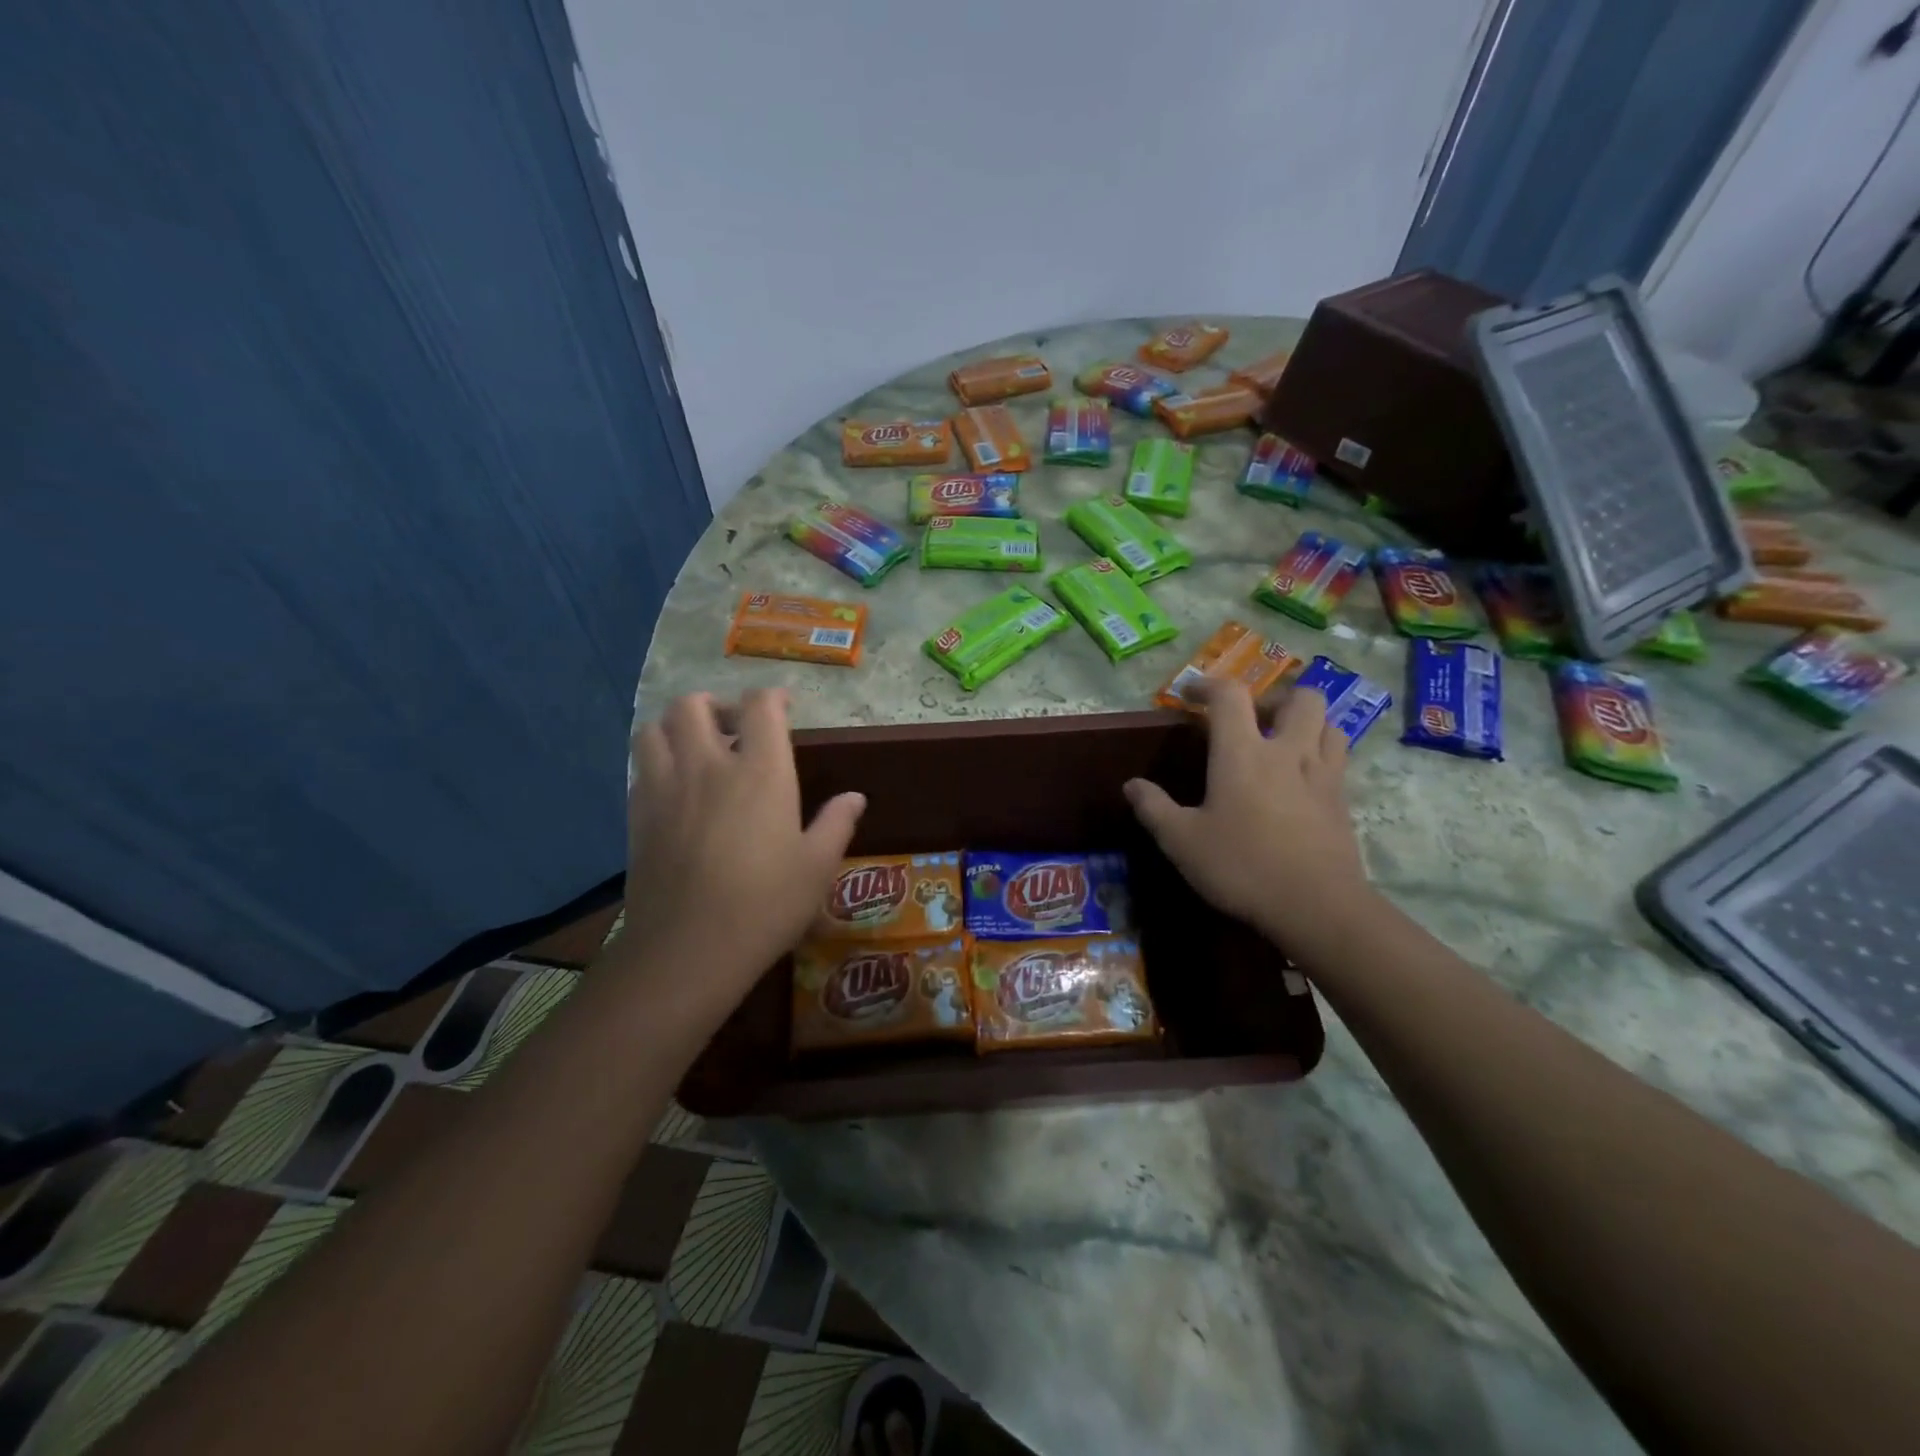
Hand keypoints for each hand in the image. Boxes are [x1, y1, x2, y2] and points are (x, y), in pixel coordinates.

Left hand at [624, 689, 863, 1007]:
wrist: (688, 949)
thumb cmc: (765, 905)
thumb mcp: (817, 867)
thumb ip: (836, 824)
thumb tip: (855, 798)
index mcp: (760, 771)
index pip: (760, 706)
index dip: (772, 697)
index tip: (784, 707)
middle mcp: (708, 765)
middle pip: (694, 704)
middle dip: (716, 705)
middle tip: (735, 729)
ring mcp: (665, 787)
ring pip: (655, 728)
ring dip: (677, 727)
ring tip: (698, 750)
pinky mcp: (638, 814)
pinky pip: (640, 767)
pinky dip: (658, 761)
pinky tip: (676, 788)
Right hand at [1123, 678, 1368, 942]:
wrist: (1315, 906)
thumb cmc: (1241, 866)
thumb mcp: (1182, 842)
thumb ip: (1154, 808)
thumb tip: (1132, 785)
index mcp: (1242, 753)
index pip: (1229, 695)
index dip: (1208, 685)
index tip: (1190, 694)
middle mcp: (1287, 751)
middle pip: (1299, 698)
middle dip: (1274, 698)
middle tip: (1252, 720)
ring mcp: (1323, 774)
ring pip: (1328, 724)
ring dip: (1306, 723)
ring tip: (1284, 743)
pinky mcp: (1342, 801)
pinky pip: (1338, 760)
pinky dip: (1321, 755)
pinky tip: (1302, 781)